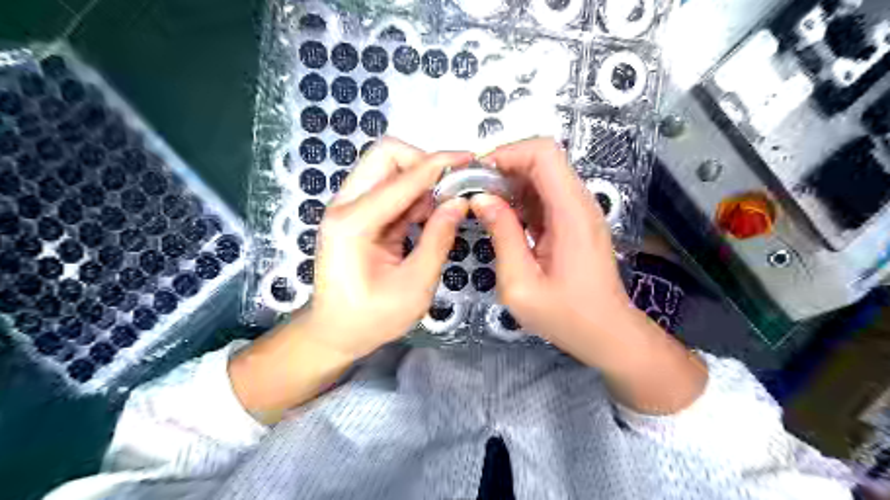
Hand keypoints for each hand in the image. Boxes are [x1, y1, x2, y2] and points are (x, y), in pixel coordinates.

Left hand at [231, 140, 472, 415]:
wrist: (335, 332)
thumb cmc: (371, 318)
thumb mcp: (414, 287)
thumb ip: (438, 241)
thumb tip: (460, 203)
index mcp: (353, 223)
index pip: (401, 179)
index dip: (438, 165)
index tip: (470, 160)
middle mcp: (345, 206)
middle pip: (385, 155)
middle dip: (424, 161)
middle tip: (454, 184)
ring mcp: (350, 207)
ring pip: (388, 167)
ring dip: (421, 176)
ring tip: (450, 199)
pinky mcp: (359, 214)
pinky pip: (390, 189)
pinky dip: (415, 193)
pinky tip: (434, 211)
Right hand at [468, 136, 627, 356]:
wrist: (607, 333)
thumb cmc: (566, 316)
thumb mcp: (520, 284)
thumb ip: (502, 236)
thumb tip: (481, 200)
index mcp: (571, 213)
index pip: (543, 153)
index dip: (508, 152)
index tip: (477, 174)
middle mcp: (580, 204)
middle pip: (543, 159)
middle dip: (504, 167)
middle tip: (475, 190)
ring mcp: (580, 212)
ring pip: (543, 176)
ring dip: (511, 183)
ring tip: (484, 205)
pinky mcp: (575, 222)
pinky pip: (546, 196)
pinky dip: (521, 199)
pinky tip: (503, 219)